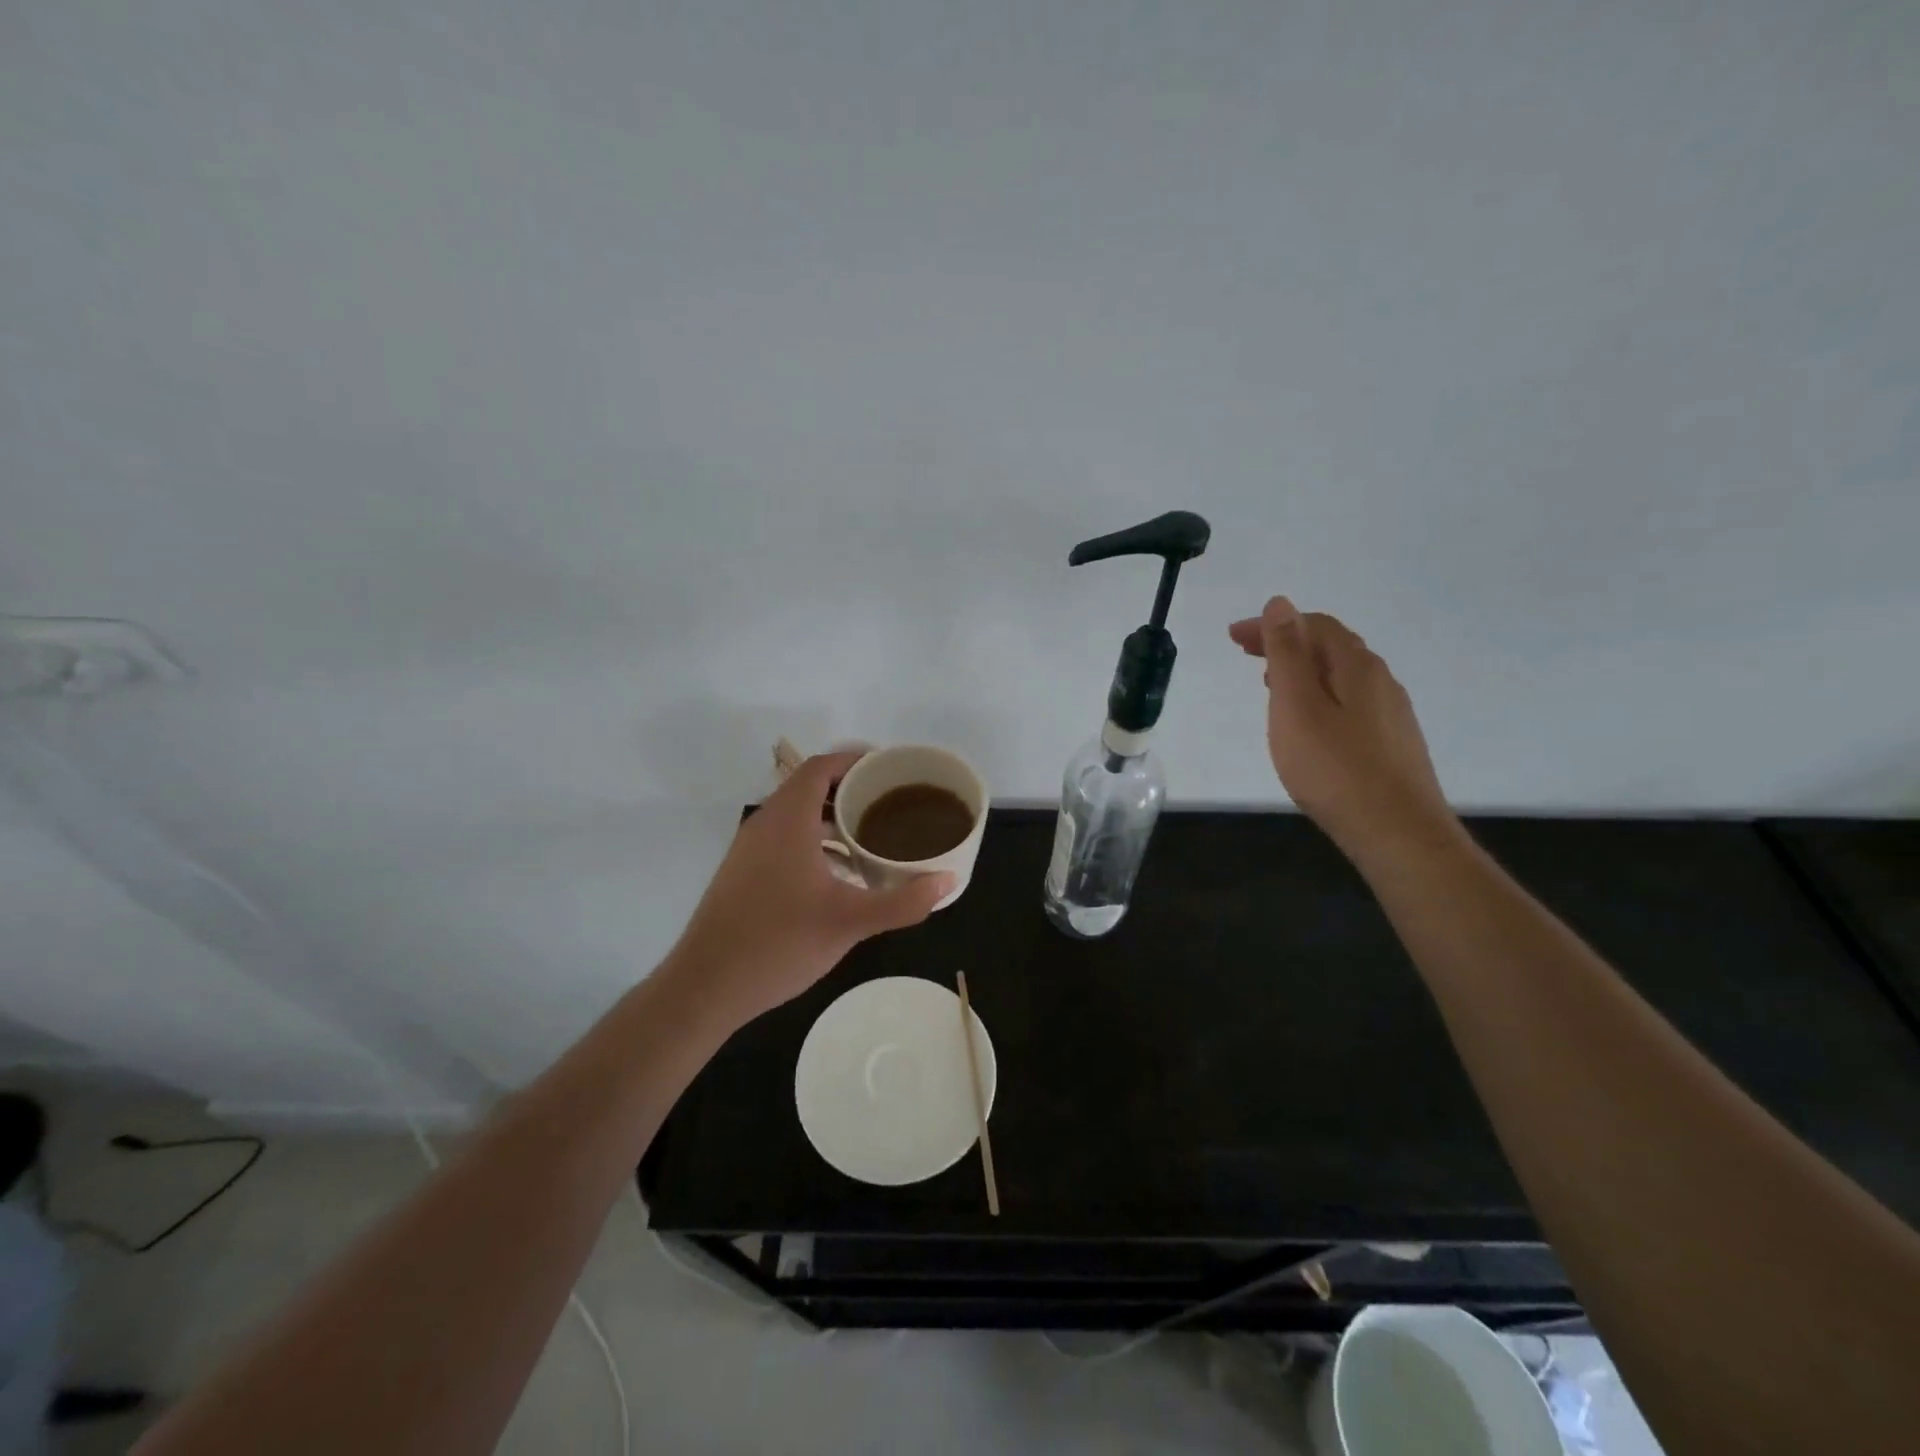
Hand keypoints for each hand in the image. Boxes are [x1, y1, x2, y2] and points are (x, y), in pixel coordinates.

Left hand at [666, 750, 952, 1027]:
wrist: (705, 986)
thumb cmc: (779, 943)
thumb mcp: (849, 922)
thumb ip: (902, 901)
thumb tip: (948, 881)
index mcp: (788, 820)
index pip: (822, 767)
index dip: (856, 760)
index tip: (890, 769)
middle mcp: (765, 824)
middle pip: (810, 787)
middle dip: (851, 789)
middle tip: (892, 803)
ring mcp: (749, 848)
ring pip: (796, 815)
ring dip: (833, 817)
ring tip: (873, 835)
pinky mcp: (743, 872)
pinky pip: (785, 838)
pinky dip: (815, 840)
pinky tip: (839, 873)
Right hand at [1229, 596, 1458, 860]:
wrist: (1397, 832)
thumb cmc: (1334, 769)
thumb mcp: (1297, 706)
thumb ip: (1287, 653)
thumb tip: (1281, 603)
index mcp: (1356, 666)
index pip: (1314, 625)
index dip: (1273, 624)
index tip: (1234, 637)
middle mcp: (1380, 680)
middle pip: (1330, 647)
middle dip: (1286, 642)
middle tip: (1246, 653)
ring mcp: (1391, 712)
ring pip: (1341, 675)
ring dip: (1302, 669)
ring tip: (1270, 684)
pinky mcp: (1392, 742)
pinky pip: (1349, 700)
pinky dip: (1319, 694)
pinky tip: (1308, 721)